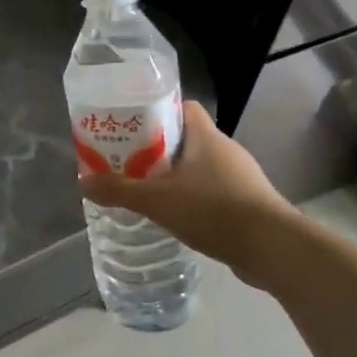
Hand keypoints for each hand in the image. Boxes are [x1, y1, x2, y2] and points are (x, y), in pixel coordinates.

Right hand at [79, 102, 288, 280]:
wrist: (272, 248)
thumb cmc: (213, 210)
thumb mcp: (157, 200)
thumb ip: (119, 190)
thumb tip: (83, 182)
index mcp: (206, 136)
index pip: (183, 108)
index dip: (157, 112)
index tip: (132, 127)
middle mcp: (226, 149)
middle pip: (187, 138)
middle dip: (159, 149)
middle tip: (130, 163)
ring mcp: (241, 176)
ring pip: (201, 167)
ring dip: (177, 176)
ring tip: (149, 192)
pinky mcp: (249, 202)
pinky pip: (214, 191)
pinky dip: (195, 199)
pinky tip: (178, 217)